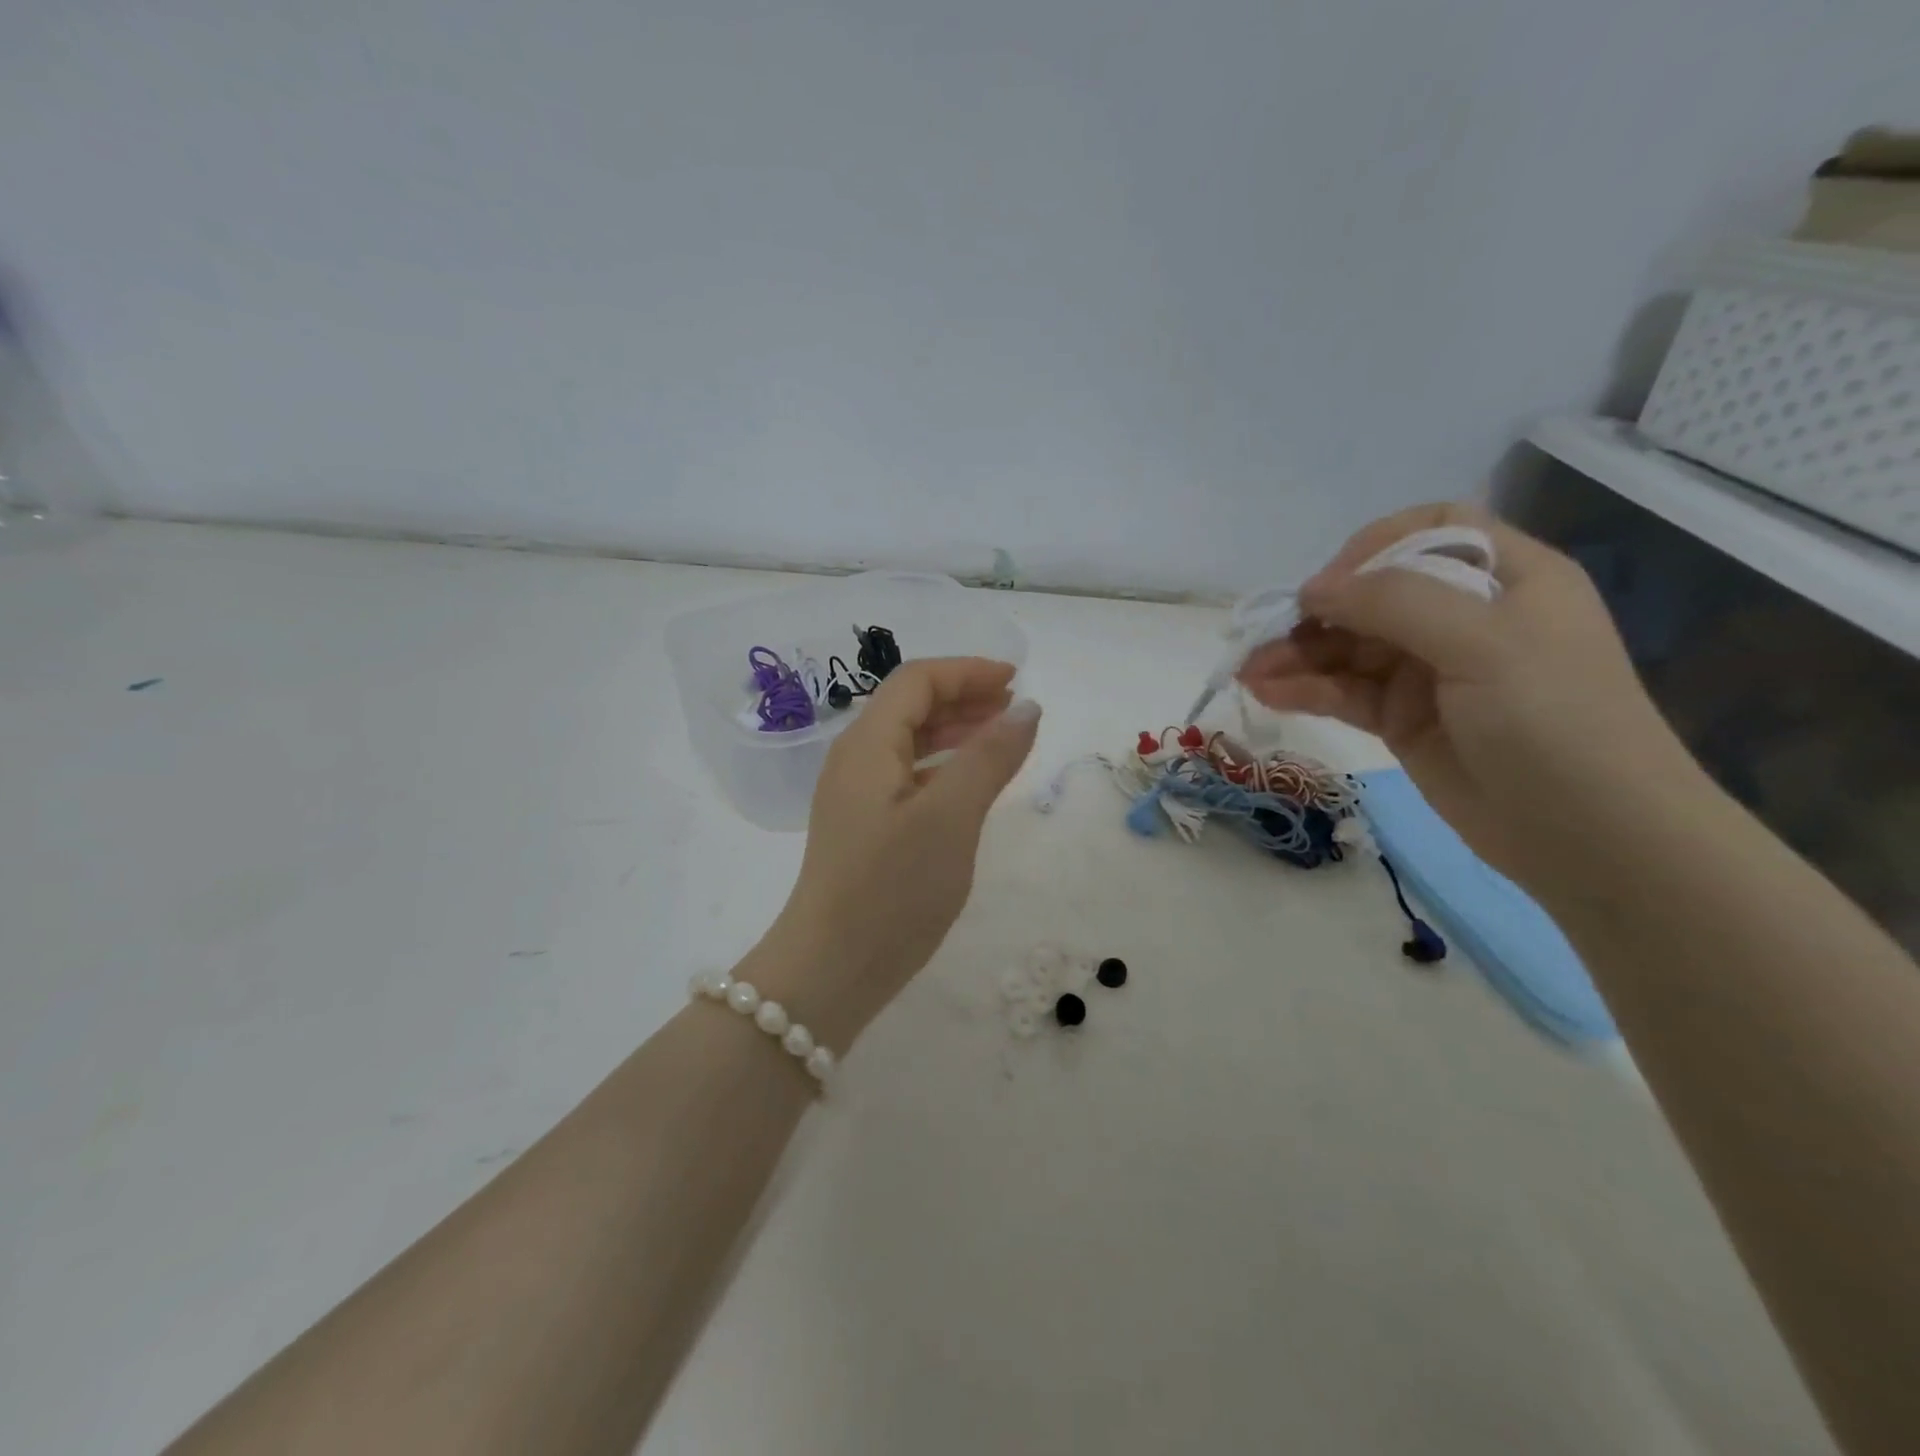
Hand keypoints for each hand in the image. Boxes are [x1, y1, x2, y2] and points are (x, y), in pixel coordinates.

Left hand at [752, 658, 1040, 1046]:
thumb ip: (989, 757)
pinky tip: (970, 784)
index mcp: (867, 744)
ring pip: (910, 741)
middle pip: (910, 706)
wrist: (832, 968)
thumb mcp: (951, 817)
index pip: (917, 681)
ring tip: (1002, 738)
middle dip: (964, 698)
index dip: (967, 672)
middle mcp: (855, 759)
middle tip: (1015, 710)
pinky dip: (944, 766)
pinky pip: (908, 775)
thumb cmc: (892, 888)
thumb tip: (1026, 708)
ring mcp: (856, 795)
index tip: (1017, 681)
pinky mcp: (865, 826)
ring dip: (956, 731)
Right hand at [1237, 503, 1693, 876]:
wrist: (1591, 838)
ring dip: (1297, 655)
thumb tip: (1313, 589)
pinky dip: (1306, 690)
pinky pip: (1345, 692)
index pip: (1430, 532)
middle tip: (1264, 636)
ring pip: (1349, 647)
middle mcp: (1465, 617)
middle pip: (1374, 594)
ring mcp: (1430, 672)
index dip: (1372, 548)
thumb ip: (1393, 603)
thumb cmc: (1554, 721)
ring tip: (1249, 672)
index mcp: (1506, 579)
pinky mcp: (1404, 720)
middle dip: (1317, 612)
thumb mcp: (1484, 643)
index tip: (1331, 585)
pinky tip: (1267, 693)